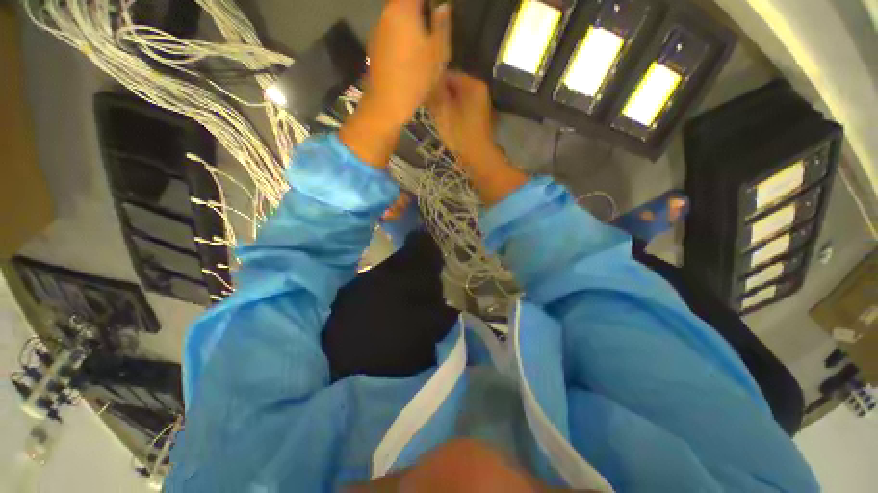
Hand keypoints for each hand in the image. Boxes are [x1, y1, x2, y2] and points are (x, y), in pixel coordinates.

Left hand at [341, 0, 450, 168]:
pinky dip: (401, 36)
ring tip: (423, 42)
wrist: (387, 104)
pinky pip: (390, 32)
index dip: (429, 2)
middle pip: (404, 2)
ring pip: (397, 16)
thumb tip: (442, 6)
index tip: (438, 11)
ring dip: (410, 22)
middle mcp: (386, 13)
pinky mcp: (374, 46)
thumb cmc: (415, 77)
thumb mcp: (438, 52)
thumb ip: (441, 25)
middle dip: (420, 9)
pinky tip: (409, 55)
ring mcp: (377, 30)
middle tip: (434, 26)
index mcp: (403, 9)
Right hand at [428, 72, 528, 205]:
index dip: (433, 82)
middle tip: (427, 106)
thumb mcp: (442, 111)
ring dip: (444, 104)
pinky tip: (445, 121)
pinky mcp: (477, 115)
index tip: (422, 93)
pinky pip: (461, 107)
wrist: (477, 157)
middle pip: (452, 85)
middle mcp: (479, 89)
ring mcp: (480, 103)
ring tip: (434, 114)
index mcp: (472, 84)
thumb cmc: (459, 133)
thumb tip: (426, 80)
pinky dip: (452, 111)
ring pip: (456, 97)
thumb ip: (434, 92)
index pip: (447, 73)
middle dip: (439, 94)